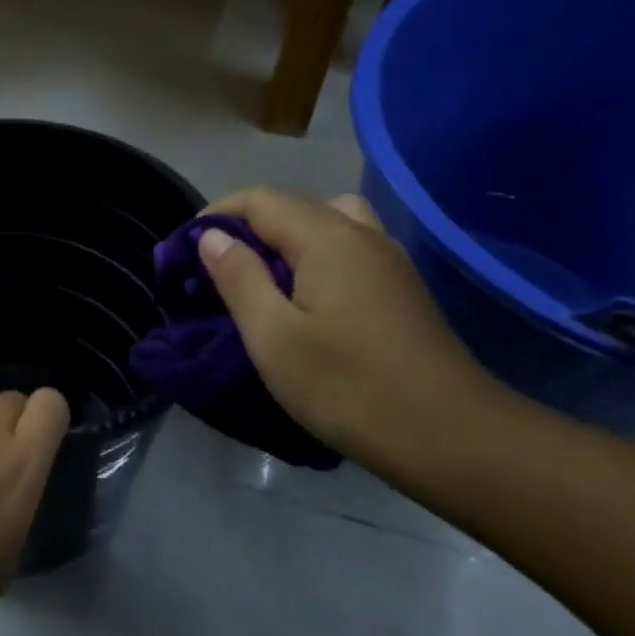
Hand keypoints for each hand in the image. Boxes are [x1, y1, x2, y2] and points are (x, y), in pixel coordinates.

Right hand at [197, 189, 509, 474]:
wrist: (448, 435)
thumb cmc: (348, 386)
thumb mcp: (273, 337)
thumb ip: (239, 279)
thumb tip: (213, 236)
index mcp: (328, 238)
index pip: (261, 200)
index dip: (218, 214)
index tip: (185, 248)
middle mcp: (363, 235)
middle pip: (297, 206)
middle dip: (251, 226)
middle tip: (222, 265)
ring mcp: (390, 262)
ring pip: (331, 225)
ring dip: (290, 240)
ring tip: (266, 279)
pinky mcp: (403, 290)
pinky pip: (350, 252)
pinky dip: (318, 259)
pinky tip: (308, 301)